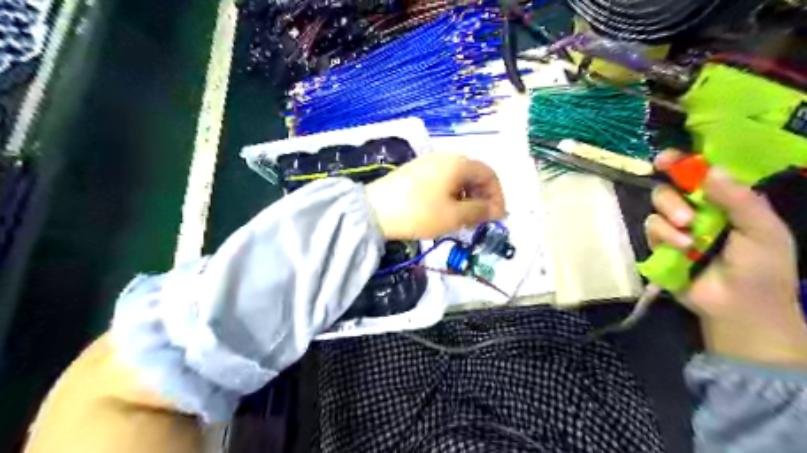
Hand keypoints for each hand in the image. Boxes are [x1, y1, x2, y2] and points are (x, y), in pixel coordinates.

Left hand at [367, 153, 501, 240]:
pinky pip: (443, 181)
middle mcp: (445, 157)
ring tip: (464, 219)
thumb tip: (494, 210)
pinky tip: (446, 211)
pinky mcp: (416, 171)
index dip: (497, 196)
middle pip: (473, 175)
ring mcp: (428, 162)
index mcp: (458, 163)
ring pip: (458, 178)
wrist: (373, 211)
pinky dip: (451, 195)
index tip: (498, 218)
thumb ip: (479, 211)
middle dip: (482, 198)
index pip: (489, 175)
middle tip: (481, 220)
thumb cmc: (419, 213)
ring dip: (467, 198)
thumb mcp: (454, 216)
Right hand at [648, 151, 806, 370]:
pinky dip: (663, 237)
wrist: (739, 307)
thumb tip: (710, 170)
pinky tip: (681, 251)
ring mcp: (676, 228)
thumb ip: (739, 200)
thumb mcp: (762, 230)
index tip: (664, 160)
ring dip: (669, 221)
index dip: (681, 163)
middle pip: (669, 188)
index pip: (700, 174)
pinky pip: (650, 229)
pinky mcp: (660, 245)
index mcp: (725, 201)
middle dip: (672, 199)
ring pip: (656, 208)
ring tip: (688, 241)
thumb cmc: (762, 268)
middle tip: (687, 217)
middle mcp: (697, 210)